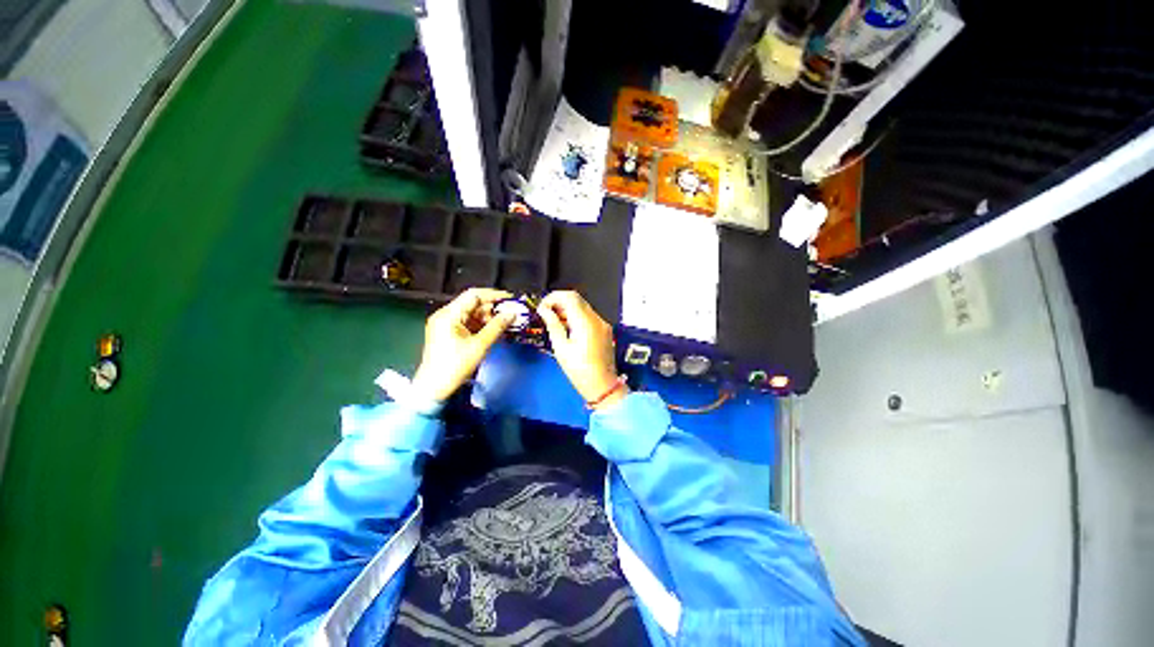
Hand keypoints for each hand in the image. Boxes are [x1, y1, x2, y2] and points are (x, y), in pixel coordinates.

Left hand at [411, 288, 513, 400]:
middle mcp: (445, 315)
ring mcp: (445, 325)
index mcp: (448, 315)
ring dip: (488, 317)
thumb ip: (497, 327)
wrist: (434, 388)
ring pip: (471, 314)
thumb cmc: (454, 366)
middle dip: (493, 308)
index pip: (474, 296)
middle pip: (473, 304)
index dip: (493, 295)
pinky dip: (481, 325)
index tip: (510, 299)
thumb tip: (512, 314)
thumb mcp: (479, 345)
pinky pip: (468, 323)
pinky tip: (494, 330)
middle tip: (511, 314)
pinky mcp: (448, 334)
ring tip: (505, 323)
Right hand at [537, 291, 626, 408]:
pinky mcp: (605, 330)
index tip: (542, 307)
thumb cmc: (578, 370)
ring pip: (583, 307)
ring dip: (567, 310)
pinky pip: (589, 316)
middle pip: (577, 299)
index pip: (570, 297)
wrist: (602, 385)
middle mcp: (596, 319)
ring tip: (554, 322)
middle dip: (559, 302)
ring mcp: (602, 324)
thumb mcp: (561, 348)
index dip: (553, 297)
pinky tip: (567, 328)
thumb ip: (553, 324)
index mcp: (585, 322)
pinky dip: (577, 317)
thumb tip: (544, 310)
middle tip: (546, 314)